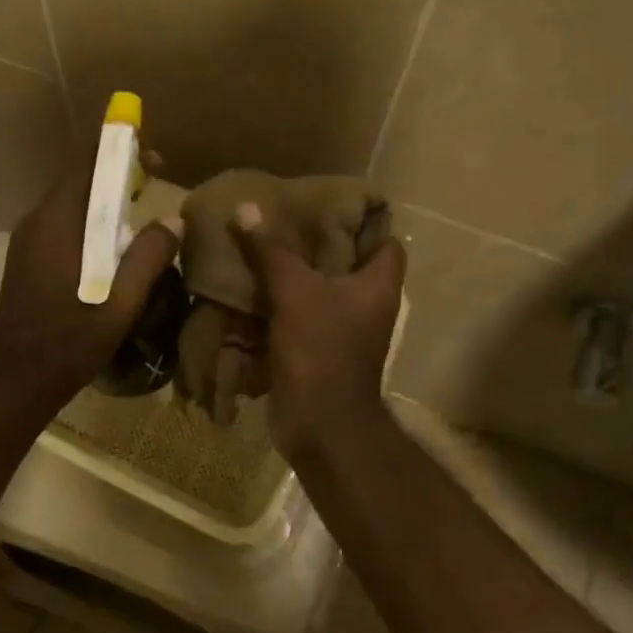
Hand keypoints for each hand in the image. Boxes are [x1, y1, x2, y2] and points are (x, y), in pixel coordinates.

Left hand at [0, 156, 181, 413]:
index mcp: (57, 225)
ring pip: (69, 205)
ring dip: (102, 203)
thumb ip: (147, 258)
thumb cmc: (69, 345)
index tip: (155, 161)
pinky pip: (61, 226)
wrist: (16, 383)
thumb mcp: (120, 305)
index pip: (88, 168)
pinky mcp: (25, 260)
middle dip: (116, 179)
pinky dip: (88, 223)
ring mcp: (25, 242)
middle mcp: (36, 223)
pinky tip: (110, 248)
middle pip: (78, 183)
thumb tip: (173, 219)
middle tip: (152, 188)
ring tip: (137, 215)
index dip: (122, 156)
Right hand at [231, 202, 405, 461]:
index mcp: (377, 286)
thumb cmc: (321, 349)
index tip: (330, 207)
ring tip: (261, 249)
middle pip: (347, 265)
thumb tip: (245, 209)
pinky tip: (251, 290)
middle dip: (317, 246)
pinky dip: (279, 307)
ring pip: (319, 293)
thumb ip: (271, 251)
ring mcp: (342, 332)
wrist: (320, 424)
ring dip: (293, 277)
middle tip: (284, 222)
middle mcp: (367, 306)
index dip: (365, 223)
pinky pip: (298, 319)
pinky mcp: (317, 352)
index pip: (386, 242)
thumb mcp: (294, 292)